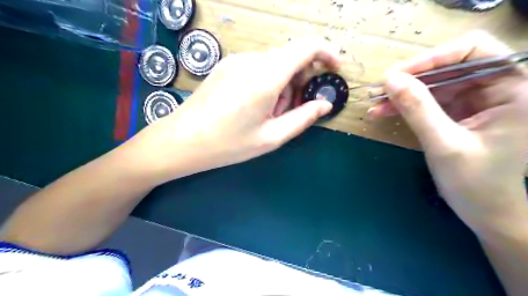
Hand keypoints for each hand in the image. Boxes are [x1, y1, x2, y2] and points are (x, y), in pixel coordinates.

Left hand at [124, 37, 339, 182]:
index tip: (334, 70)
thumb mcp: (271, 137)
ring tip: (268, 114)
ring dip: (282, 86)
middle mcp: (252, 61)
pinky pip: (258, 67)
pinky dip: (267, 83)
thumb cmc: (228, 144)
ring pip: (274, 64)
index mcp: (266, 76)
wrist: (182, 140)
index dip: (327, 54)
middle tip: (289, 112)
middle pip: (290, 59)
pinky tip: (254, 106)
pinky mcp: (226, 66)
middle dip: (299, 83)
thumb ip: (302, 118)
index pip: (306, 47)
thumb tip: (324, 104)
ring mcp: (236, 61)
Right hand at [368, 30, 527, 235]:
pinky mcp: (457, 113)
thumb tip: (390, 80)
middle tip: (379, 90)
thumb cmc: (475, 182)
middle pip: (448, 66)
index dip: (433, 57)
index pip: (474, 51)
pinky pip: (427, 100)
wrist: (485, 211)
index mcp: (515, 89)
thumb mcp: (444, 144)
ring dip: (402, 93)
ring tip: (375, 103)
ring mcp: (475, 100)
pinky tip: (383, 112)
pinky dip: (405, 105)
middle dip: (411, 78)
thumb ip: (418, 109)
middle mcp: (497, 88)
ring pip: (433, 84)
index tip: (397, 74)